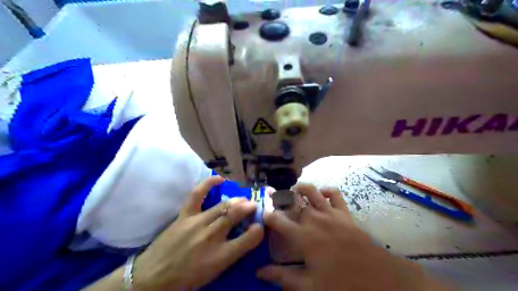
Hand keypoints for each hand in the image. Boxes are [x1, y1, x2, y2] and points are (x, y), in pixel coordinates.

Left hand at [134, 176, 263, 289]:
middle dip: (249, 208)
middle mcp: (211, 237)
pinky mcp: (184, 215)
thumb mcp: (214, 272)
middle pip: (236, 216)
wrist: (153, 277)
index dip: (258, 230)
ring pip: (223, 206)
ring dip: (237, 200)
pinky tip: (220, 179)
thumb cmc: (186, 279)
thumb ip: (232, 253)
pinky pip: (197, 194)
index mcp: (220, 257)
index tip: (260, 226)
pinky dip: (209, 183)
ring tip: (243, 199)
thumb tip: (246, 236)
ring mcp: (197, 223)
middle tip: (253, 206)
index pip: (249, 239)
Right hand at [259, 184, 433, 290]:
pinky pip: (335, 195)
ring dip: (302, 189)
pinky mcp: (345, 213)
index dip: (269, 216)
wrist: (378, 278)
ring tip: (295, 191)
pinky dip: (327, 191)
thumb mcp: (310, 285)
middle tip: (278, 201)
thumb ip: (283, 277)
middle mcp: (314, 219)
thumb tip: (259, 273)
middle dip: (283, 200)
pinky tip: (323, 194)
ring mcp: (330, 213)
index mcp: (303, 236)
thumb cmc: (341, 283)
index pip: (278, 221)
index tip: (264, 215)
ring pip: (312, 192)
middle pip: (294, 202)